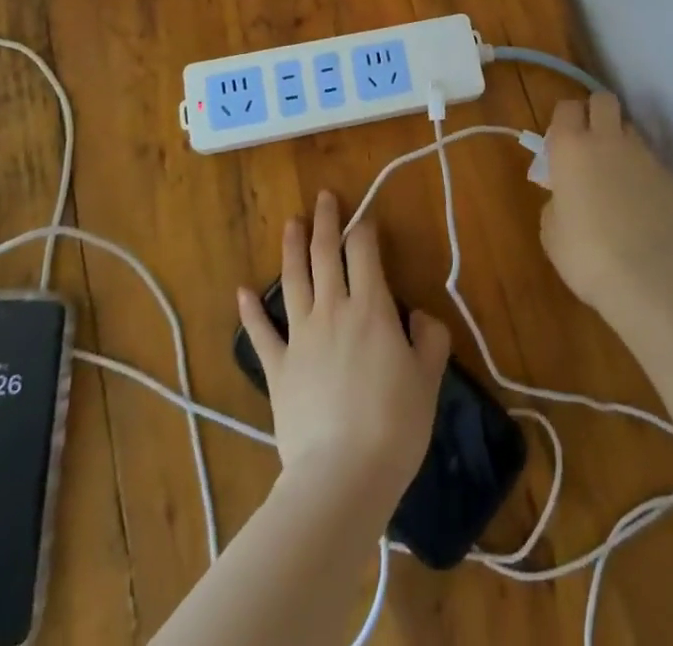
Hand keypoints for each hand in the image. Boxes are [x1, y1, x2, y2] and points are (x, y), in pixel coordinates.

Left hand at [239, 191, 451, 505]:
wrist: (343, 474)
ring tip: (291, 223)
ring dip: (292, 248)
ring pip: (293, 280)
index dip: (364, 227)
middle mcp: (332, 310)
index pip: (364, 252)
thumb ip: (429, 338)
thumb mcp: (428, 378)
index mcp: (371, 307)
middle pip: (326, 254)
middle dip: (326, 221)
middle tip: (324, 197)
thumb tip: (416, 314)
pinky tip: (242, 291)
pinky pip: (261, 334)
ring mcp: (300, 337)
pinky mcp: (277, 368)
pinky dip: (250, 312)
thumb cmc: (394, 424)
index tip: (365, 215)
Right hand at [539, 90, 672, 315]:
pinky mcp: (671, 178)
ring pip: (631, 130)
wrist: (647, 280)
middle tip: (590, 143)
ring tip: (618, 177)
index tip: (561, 142)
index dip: (564, 120)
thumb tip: (566, 194)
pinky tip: (642, 206)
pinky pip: (653, 164)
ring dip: (622, 144)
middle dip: (596, 112)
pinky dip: (645, 176)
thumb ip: (556, 199)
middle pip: (604, 100)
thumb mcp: (551, 229)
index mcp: (571, 148)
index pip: (566, 107)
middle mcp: (608, 141)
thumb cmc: (585, 254)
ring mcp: (644, 157)